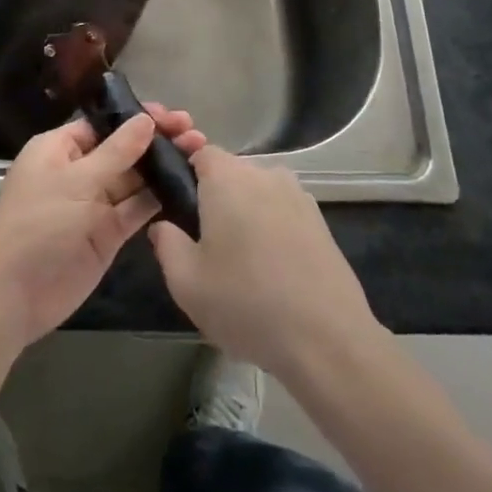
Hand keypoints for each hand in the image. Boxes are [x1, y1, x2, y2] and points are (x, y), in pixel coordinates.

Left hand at [0, 105, 205, 349]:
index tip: (171, 116)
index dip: (136, 118)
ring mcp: (95, 204)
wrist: (14, 294)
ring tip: (200, 154)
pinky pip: (137, 209)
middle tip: (194, 133)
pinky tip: (188, 186)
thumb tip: (145, 121)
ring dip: (162, 167)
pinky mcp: (108, 233)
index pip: (103, 125)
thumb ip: (116, 152)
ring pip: (134, 179)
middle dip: (156, 141)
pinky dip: (159, 198)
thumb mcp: (76, 182)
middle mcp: (78, 171)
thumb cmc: (38, 225)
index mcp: (60, 149)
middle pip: (123, 149)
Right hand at [148, 148, 379, 381]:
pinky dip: (271, 229)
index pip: (200, 151)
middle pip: (231, 172)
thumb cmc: (246, 303)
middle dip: (214, 196)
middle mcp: (265, 175)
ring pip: (259, 193)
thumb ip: (166, 244)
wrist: (327, 339)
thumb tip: (164, 225)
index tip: (175, 201)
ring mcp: (298, 196)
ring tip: (238, 258)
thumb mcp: (186, 282)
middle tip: (203, 240)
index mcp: (228, 178)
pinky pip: (283, 212)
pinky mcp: (321, 222)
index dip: (185, 170)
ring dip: (245, 213)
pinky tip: (270, 269)